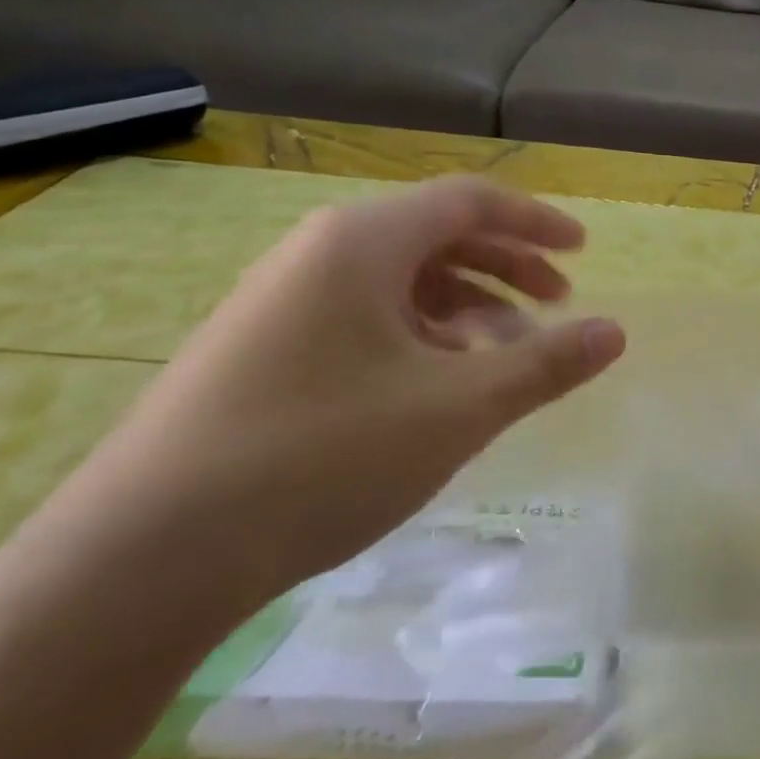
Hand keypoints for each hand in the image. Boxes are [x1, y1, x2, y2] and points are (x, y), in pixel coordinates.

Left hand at [53, 176, 625, 606]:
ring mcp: (281, 302)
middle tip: (558, 305)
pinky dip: (420, 336)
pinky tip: (438, 385)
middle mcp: (317, 255)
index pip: (469, 202)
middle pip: (435, 236)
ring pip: (400, 282)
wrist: (144, 556)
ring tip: (506, 354)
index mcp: (362, 243)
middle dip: (507, 266)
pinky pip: (364, 318)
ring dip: (467, 306)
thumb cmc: (322, 456)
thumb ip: (545, 365)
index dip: (536, 222)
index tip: (584, 252)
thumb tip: (616, 332)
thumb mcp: (458, 409)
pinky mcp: (262, 350)